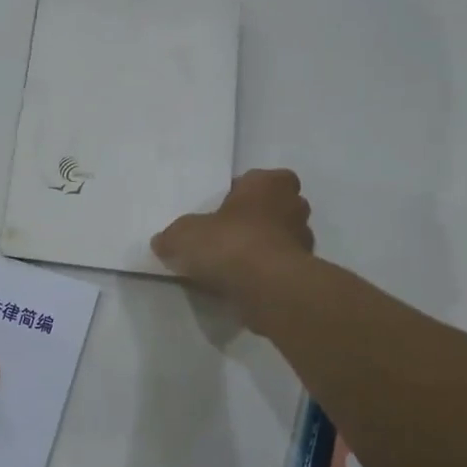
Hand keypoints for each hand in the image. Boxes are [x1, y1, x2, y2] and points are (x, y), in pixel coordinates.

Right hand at [152, 168, 314, 311]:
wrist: (267, 287)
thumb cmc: (228, 243)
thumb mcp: (184, 235)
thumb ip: (173, 237)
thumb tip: (163, 242)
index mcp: (268, 183)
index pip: (260, 179)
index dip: (243, 193)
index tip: (223, 210)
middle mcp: (293, 206)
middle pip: (276, 207)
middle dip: (258, 219)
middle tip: (229, 235)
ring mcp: (304, 241)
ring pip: (282, 238)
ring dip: (263, 248)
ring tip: (233, 265)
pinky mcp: (304, 273)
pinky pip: (281, 267)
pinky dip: (266, 273)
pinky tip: (243, 284)